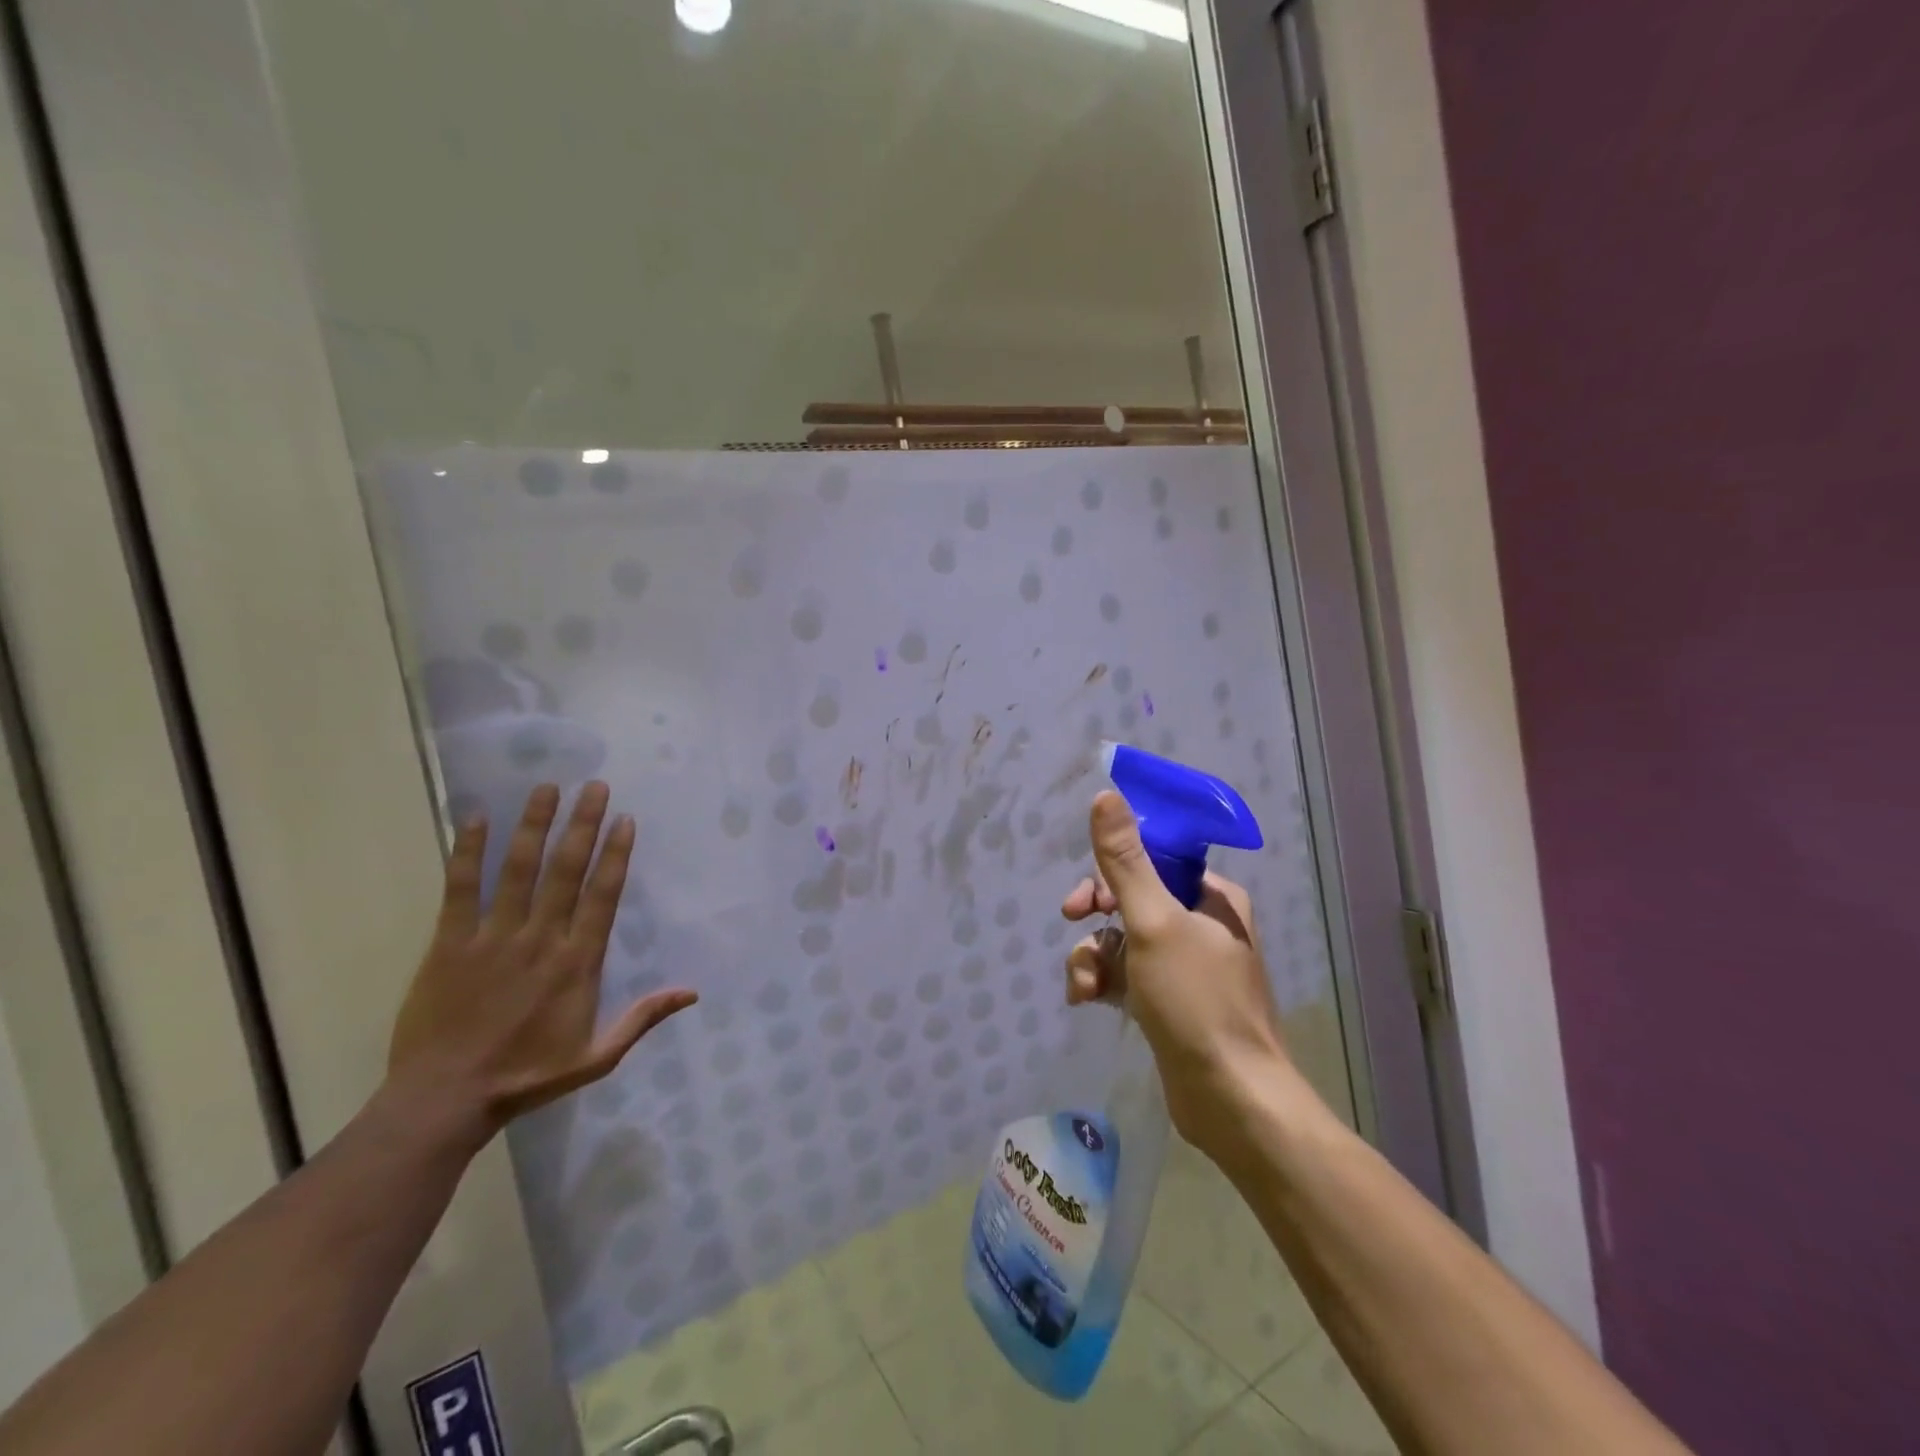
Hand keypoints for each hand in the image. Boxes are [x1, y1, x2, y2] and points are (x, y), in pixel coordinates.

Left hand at [387, 781, 695, 1145]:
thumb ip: (642, 1019)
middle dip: (583, 825)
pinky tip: (475, 818)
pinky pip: (460, 890)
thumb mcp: (597, 1059)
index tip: (625, 819)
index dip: (616, 855)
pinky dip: (467, 853)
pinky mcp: (449, 944)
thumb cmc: (527, 1077)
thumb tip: (692, 992)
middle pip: (566, 871)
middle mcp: (541, 939)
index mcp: (578, 963)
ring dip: (535, 826)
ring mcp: (493, 938)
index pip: (603, 896)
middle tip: (595, 786)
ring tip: (547, 788)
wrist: (445, 1102)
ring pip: (518, 870)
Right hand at [1061, 790, 1293, 1157]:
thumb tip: (1105, 795)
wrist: (1231, 1100)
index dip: (1110, 874)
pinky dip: (1103, 982)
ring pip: (1122, 941)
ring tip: (1084, 987)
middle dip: (1096, 919)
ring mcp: (1185, 966)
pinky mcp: (1169, 1002)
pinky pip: (1125, 975)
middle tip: (1073, 926)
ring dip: (1094, 957)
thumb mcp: (1153, 922)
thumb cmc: (1196, 1001)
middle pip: (1131, 901)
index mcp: (1211, 897)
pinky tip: (1086, 1001)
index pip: (1152, 862)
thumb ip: (1124, 861)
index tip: (1082, 900)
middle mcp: (1201, 925)